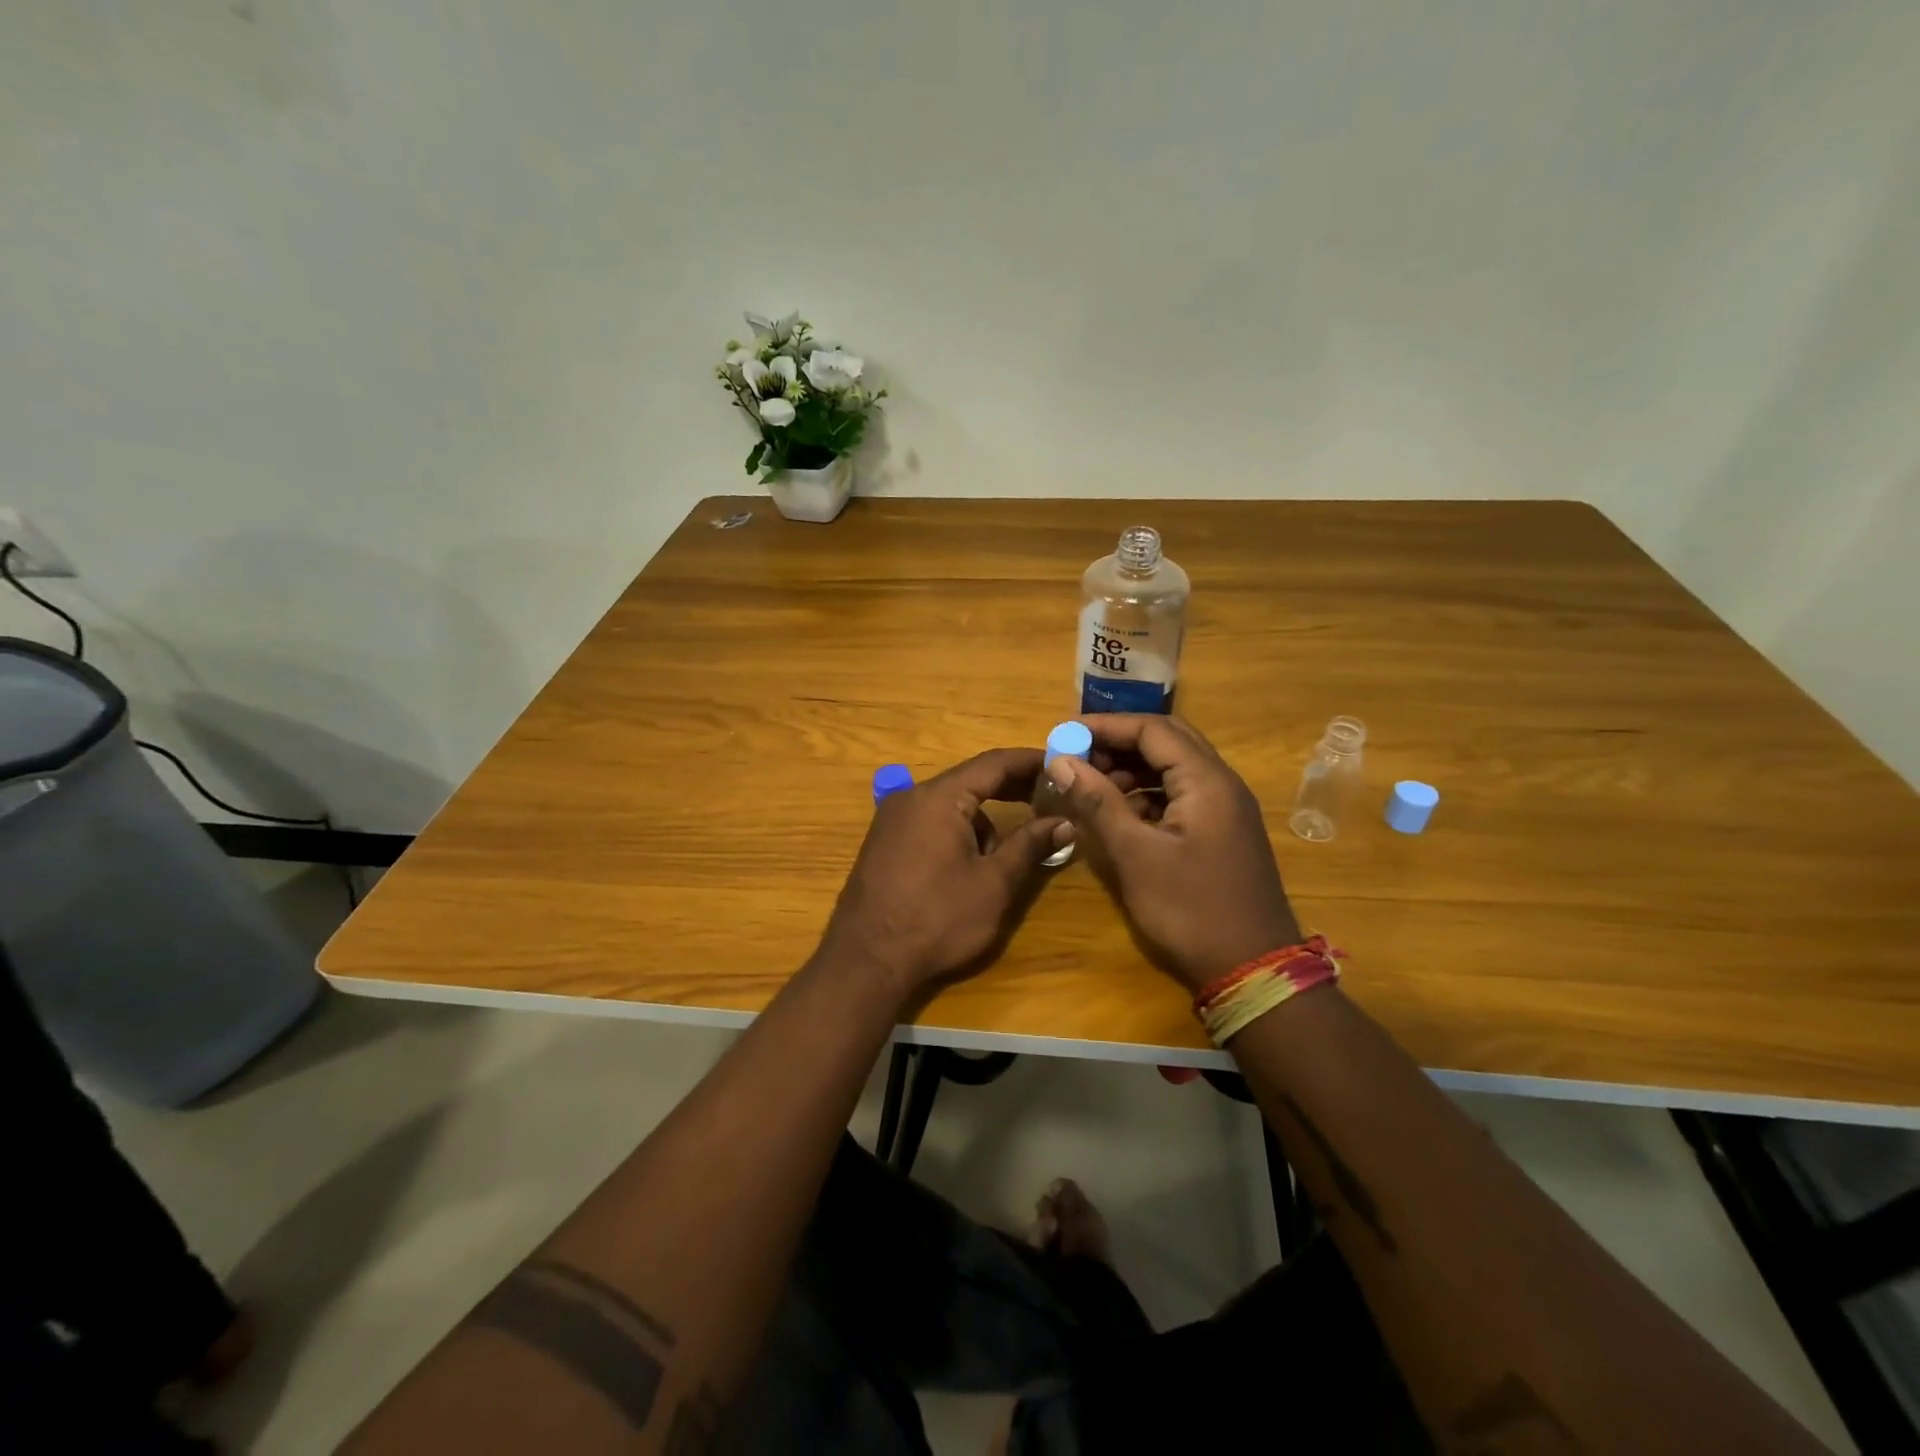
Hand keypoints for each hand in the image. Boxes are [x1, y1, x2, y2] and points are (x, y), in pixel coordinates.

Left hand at [816, 748, 1071, 1000]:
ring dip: (983, 820)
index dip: (1030, 761)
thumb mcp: (993, 884)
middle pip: (970, 780)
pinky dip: (958, 831)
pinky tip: (969, 866)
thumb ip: (1029, 845)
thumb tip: (1065, 822)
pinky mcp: (883, 842)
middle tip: (1050, 797)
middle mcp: (911, 797)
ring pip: (951, 805)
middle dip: (1011, 788)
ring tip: (1005, 856)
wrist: (866, 962)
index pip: (993, 763)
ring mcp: (892, 819)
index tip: (1062, 762)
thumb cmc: (937, 920)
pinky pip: (930, 822)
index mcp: (939, 798)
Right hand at [1050, 715, 1301, 991]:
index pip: (1153, 729)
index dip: (1106, 727)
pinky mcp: (1221, 832)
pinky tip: (1119, 815)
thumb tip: (1061, 762)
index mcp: (1207, 781)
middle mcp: (1222, 784)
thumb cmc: (1190, 910)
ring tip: (1090, 786)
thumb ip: (1098, 803)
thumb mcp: (1136, 855)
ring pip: (1174, 768)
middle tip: (1078, 758)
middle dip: (1119, 744)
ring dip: (1131, 769)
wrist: (1253, 970)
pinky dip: (1147, 795)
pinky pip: (1180, 795)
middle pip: (1167, 741)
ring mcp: (1225, 809)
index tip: (1065, 735)